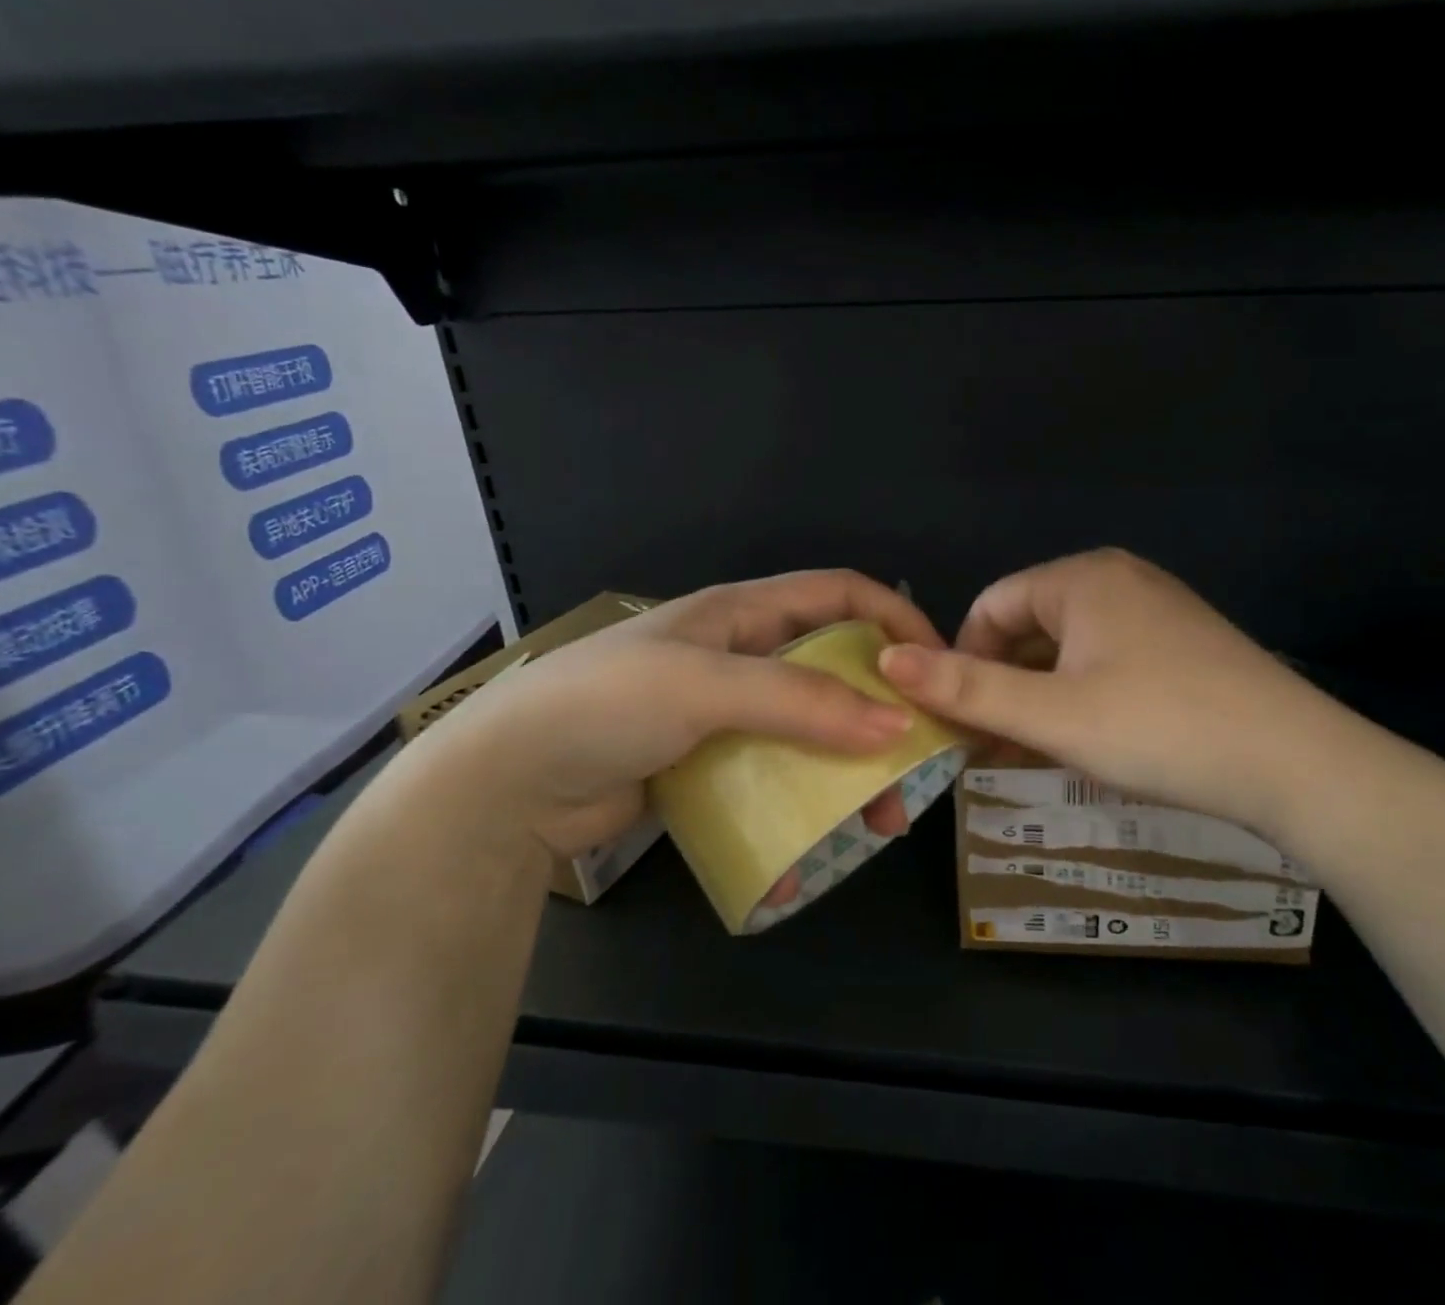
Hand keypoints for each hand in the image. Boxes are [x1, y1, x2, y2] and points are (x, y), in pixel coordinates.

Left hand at [390, 570, 944, 871]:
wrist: (505, 785)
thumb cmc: (604, 706)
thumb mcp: (704, 687)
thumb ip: (799, 700)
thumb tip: (896, 725)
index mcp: (742, 613)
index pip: (840, 595)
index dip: (895, 617)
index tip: (939, 665)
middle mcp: (742, 655)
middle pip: (835, 667)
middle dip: (882, 708)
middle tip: (918, 761)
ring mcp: (727, 712)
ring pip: (812, 728)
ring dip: (850, 768)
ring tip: (879, 819)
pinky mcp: (712, 763)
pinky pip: (776, 774)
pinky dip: (802, 803)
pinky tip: (810, 849)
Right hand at [876, 549, 1363, 842]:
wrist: (1298, 765)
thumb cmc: (1161, 729)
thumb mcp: (1052, 715)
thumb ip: (966, 688)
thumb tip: (887, 660)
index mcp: (1081, 578)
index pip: (990, 607)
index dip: (963, 662)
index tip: (960, 721)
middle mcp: (1118, 579)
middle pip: (1027, 627)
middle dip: (1000, 685)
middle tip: (988, 747)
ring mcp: (1155, 610)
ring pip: (1067, 650)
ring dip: (1037, 698)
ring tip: (1027, 754)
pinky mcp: (1181, 644)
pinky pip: (1106, 662)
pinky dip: (1079, 698)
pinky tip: (1081, 743)